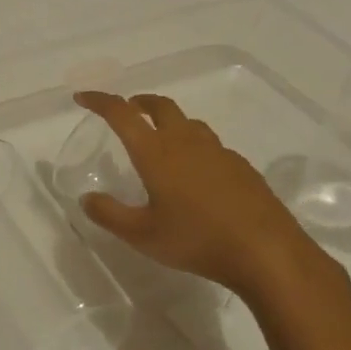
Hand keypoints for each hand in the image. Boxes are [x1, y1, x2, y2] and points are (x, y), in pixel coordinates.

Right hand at [71, 91, 339, 306]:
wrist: (267, 252)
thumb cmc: (197, 240)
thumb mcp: (142, 235)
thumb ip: (109, 214)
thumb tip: (87, 198)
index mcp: (156, 152)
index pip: (121, 114)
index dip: (99, 101)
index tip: (83, 97)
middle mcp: (186, 142)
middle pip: (160, 106)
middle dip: (139, 102)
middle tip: (127, 110)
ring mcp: (218, 152)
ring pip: (188, 122)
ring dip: (168, 121)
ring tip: (159, 139)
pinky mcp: (240, 167)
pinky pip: (210, 144)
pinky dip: (193, 145)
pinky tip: (195, 173)